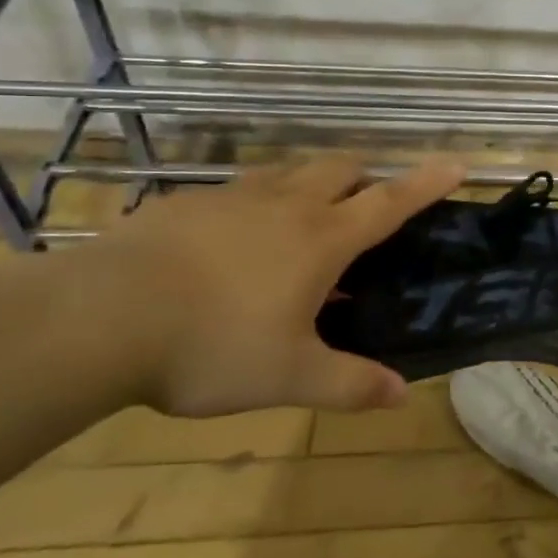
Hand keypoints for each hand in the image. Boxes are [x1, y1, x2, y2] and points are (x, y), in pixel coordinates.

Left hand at [96, 155, 463, 416]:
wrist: (99, 318)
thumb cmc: (212, 345)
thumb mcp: (288, 377)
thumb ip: (349, 384)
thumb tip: (401, 395)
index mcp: (322, 238)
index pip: (391, 202)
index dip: (428, 183)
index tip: (458, 162)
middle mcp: (286, 205)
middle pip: (341, 168)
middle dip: (364, 177)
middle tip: (363, 209)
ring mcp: (233, 197)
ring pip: (289, 171)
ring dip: (309, 184)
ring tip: (301, 223)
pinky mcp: (186, 204)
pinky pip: (237, 190)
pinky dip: (254, 204)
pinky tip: (230, 243)